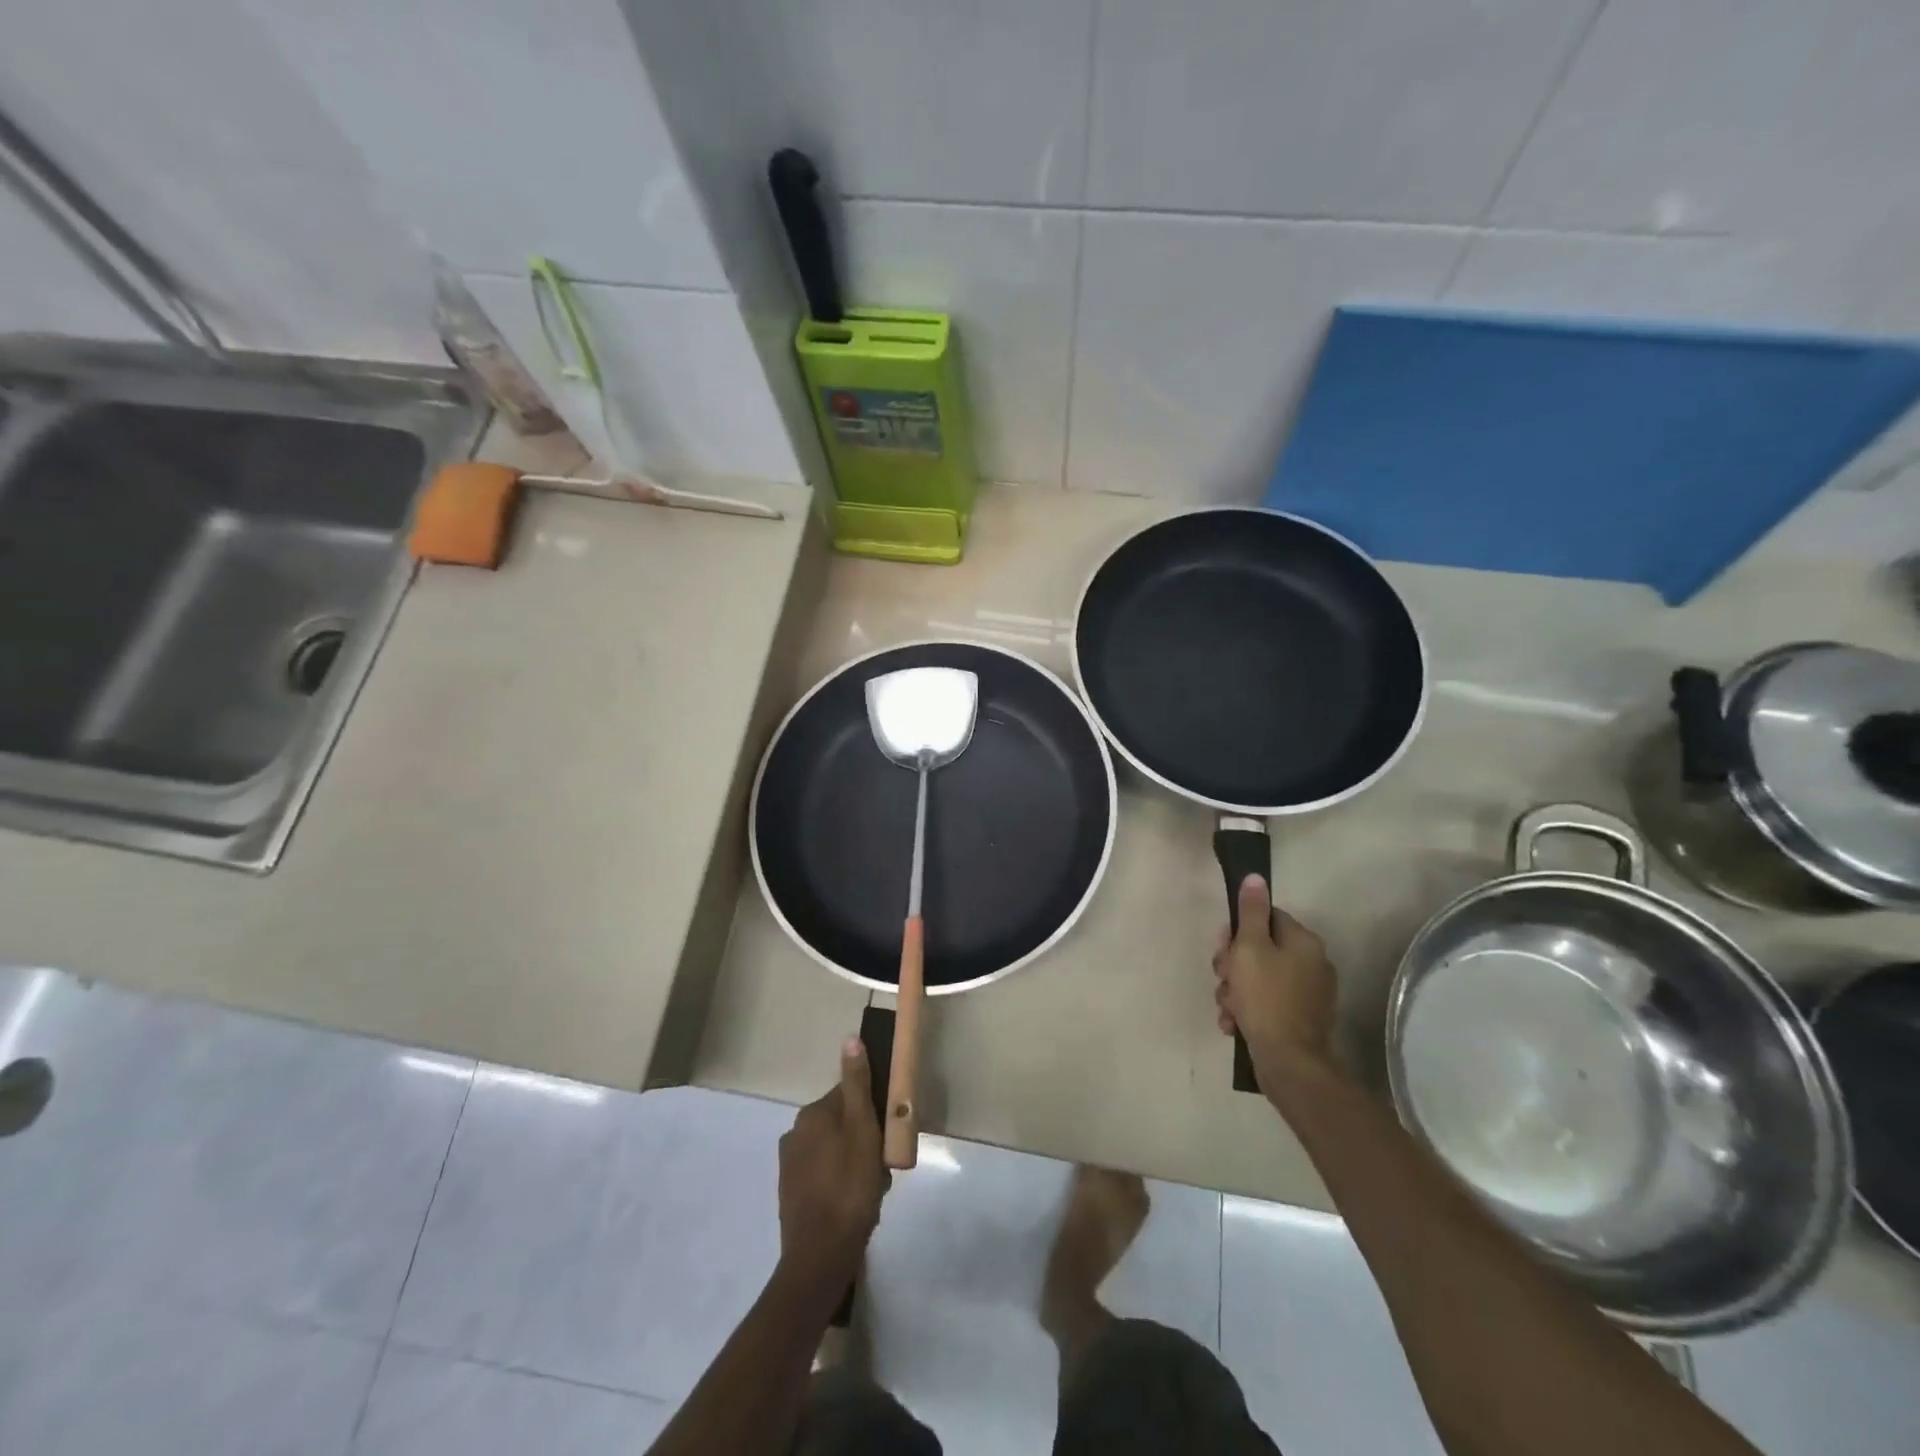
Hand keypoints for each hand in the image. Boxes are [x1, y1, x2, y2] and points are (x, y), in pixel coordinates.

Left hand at [777, 1038, 885, 1296]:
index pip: (850, 1096)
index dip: (873, 1112)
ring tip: (872, 1188)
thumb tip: (850, 1038)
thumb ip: (857, 1084)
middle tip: (882, 1167)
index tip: (888, 1133)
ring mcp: (790, 1165)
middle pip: (842, 1123)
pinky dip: (841, 1182)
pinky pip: (824, 1175)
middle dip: (864, 1140)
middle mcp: (795, 1133)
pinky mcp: (792, 1194)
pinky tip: (855, 1204)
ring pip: (835, 1150)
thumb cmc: (849, 1186)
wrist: (820, 1256)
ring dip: (855, 1162)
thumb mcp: (862, 1128)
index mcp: (812, 1114)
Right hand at [1212, 875, 1338, 1081]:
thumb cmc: (1266, 997)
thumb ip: (1251, 911)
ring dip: (1235, 990)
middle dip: (1233, 964)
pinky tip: (1233, 1023)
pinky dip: (1247, 1010)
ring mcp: (1308, 993)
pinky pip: (1267, 1002)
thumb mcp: (1250, 947)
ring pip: (1258, 978)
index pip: (1267, 917)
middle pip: (1260, 949)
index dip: (1239, 931)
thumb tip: (1255, 877)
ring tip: (1226, 1007)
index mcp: (1303, 942)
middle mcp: (1312, 963)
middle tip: (1223, 978)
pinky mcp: (1300, 1019)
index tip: (1224, 947)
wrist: (1289, 1061)